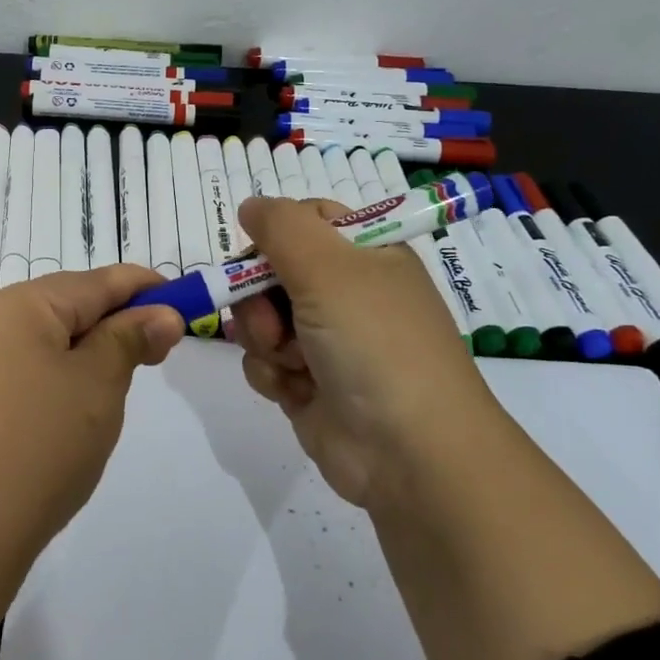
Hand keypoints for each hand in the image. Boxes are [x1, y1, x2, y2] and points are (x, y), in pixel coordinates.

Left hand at [0, 266, 184, 590]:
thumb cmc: (33, 451)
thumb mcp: (96, 389)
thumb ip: (128, 341)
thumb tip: (159, 314)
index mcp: (13, 305)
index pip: (93, 283)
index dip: (142, 288)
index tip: (179, 302)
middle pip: (55, 310)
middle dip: (105, 327)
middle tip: (148, 356)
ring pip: (25, 346)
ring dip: (69, 360)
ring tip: (99, 399)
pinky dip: (32, 388)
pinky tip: (42, 429)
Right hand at [232, 196, 497, 509]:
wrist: (409, 453)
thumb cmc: (374, 343)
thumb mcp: (329, 267)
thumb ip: (281, 226)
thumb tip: (251, 206)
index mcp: (367, 255)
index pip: (307, 220)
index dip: (276, 234)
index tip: (260, 255)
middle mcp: (347, 293)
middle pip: (273, 270)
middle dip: (259, 296)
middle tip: (273, 320)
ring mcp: (327, 341)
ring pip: (262, 318)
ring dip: (264, 338)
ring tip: (291, 362)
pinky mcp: (309, 385)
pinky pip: (265, 362)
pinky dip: (271, 374)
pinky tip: (293, 390)